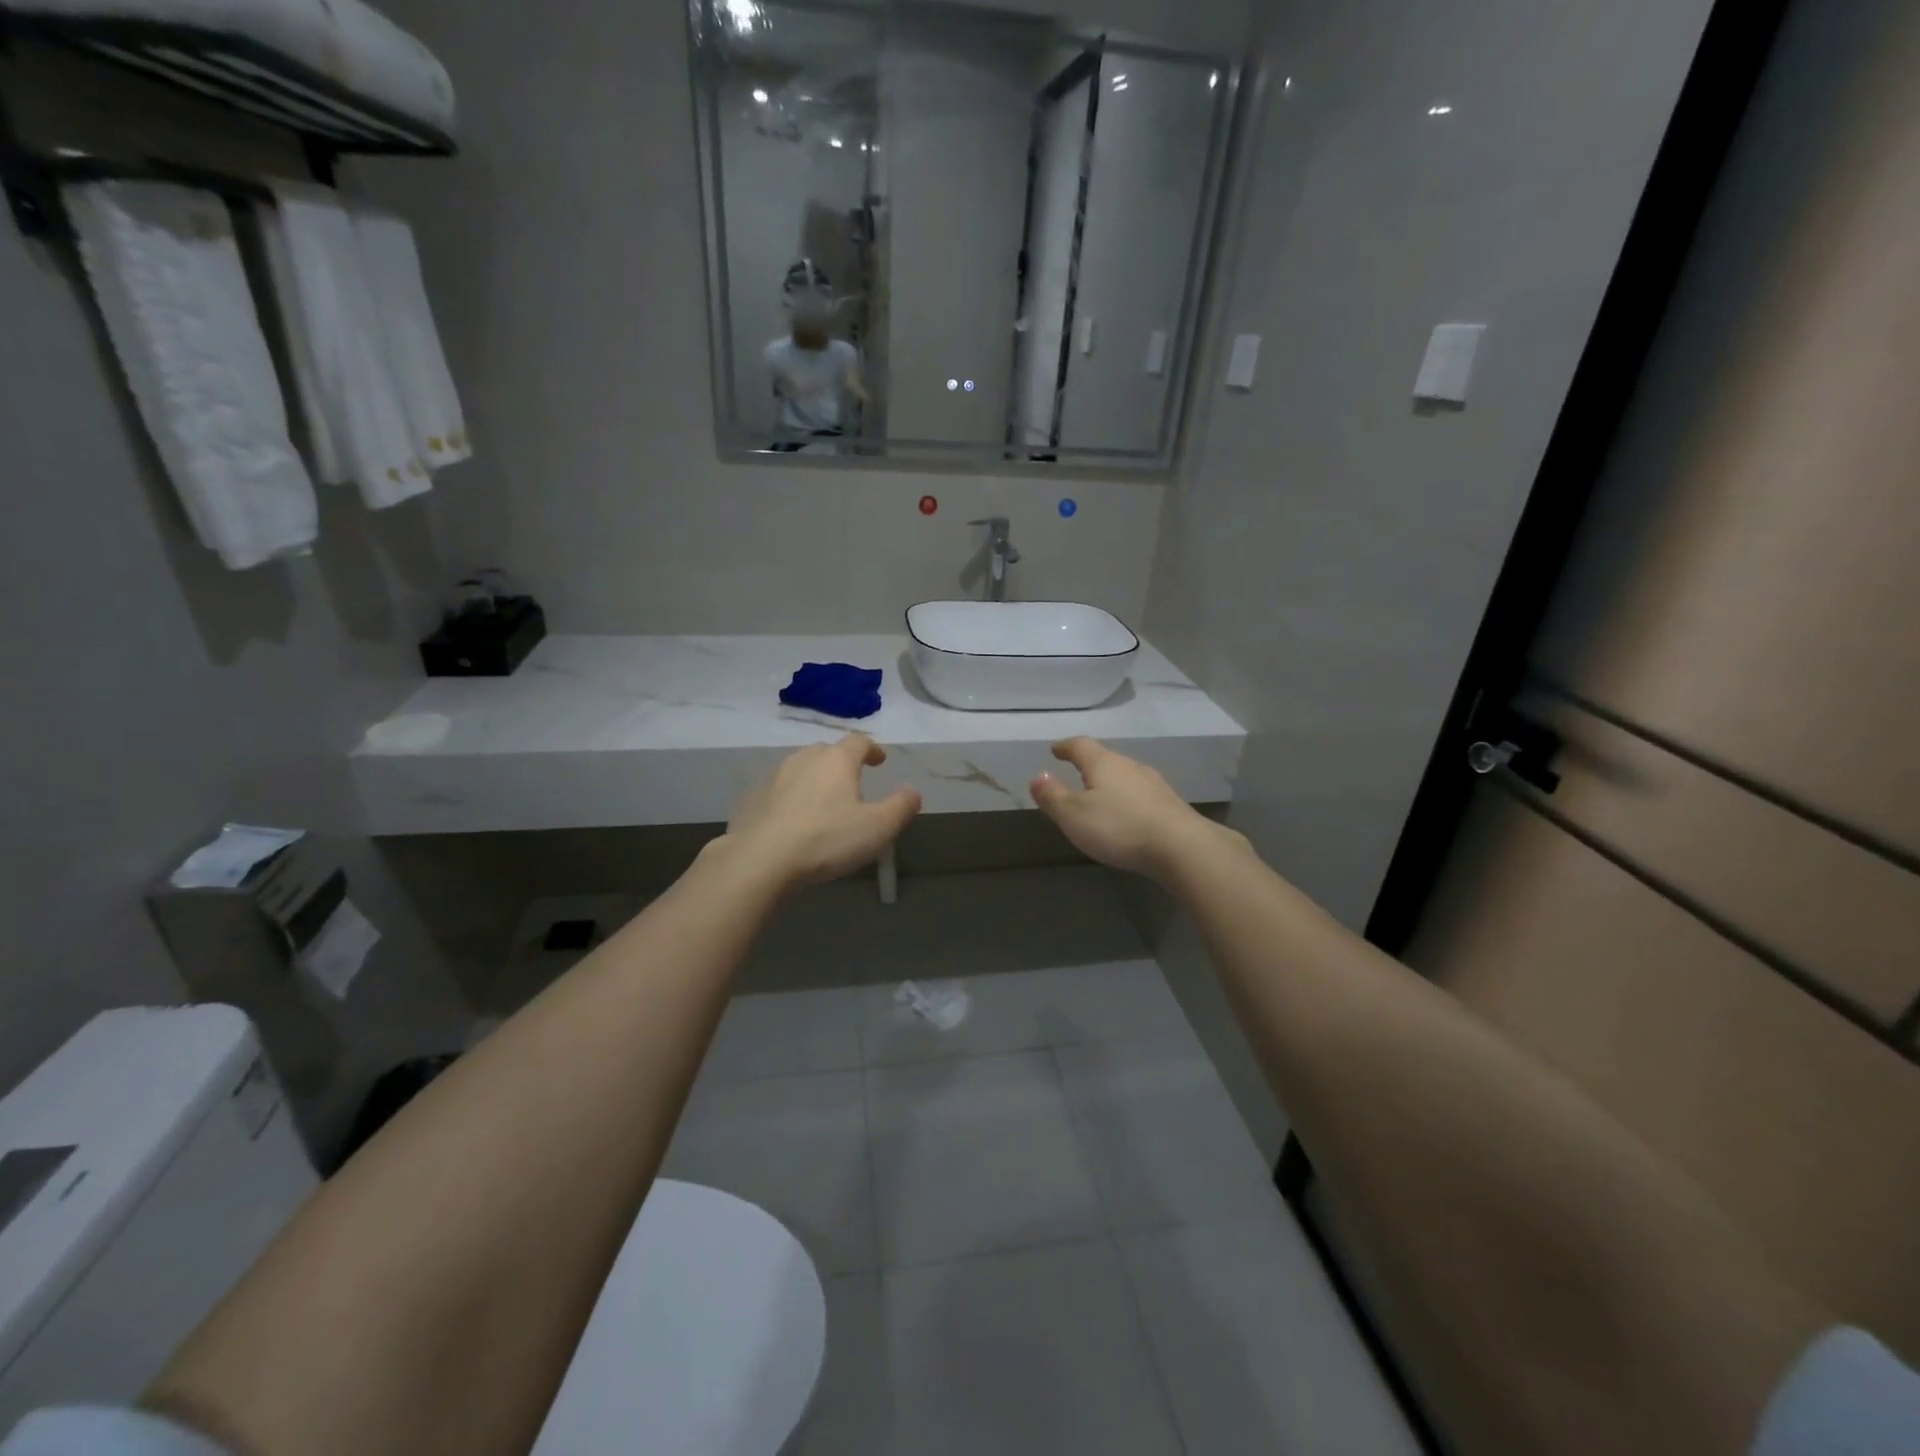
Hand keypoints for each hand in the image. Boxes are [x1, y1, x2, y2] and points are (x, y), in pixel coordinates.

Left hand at [724, 734, 921, 890]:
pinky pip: (779, 790)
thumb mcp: (878, 828)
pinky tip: (793, 820)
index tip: (879, 761)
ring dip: (814, 779)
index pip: (858, 742)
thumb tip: (913, 791)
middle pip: (827, 751)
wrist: (760, 859)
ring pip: (800, 768)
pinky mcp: (752, 798)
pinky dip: (790, 797)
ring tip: (823, 801)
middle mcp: (804, 758)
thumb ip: (901, 806)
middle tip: (852, 782)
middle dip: (842, 763)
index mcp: (836, 760)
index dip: (872, 749)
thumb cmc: (826, 839)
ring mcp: (774, 776)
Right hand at [1030, 738, 1228, 881]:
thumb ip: (1053, 796)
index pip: (1080, 746)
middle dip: (1088, 764)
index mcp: (1103, 763)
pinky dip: (1128, 799)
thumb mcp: (1073, 815)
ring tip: (1100, 794)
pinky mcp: (1170, 804)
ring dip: (1110, 782)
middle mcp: (1130, 766)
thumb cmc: (1119, 827)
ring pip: (1125, 775)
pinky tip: (1127, 814)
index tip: (1055, 749)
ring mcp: (1154, 784)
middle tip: (1075, 772)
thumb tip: (1038, 776)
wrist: (1181, 847)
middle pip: (1105, 758)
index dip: (1065, 747)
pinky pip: (1141, 794)